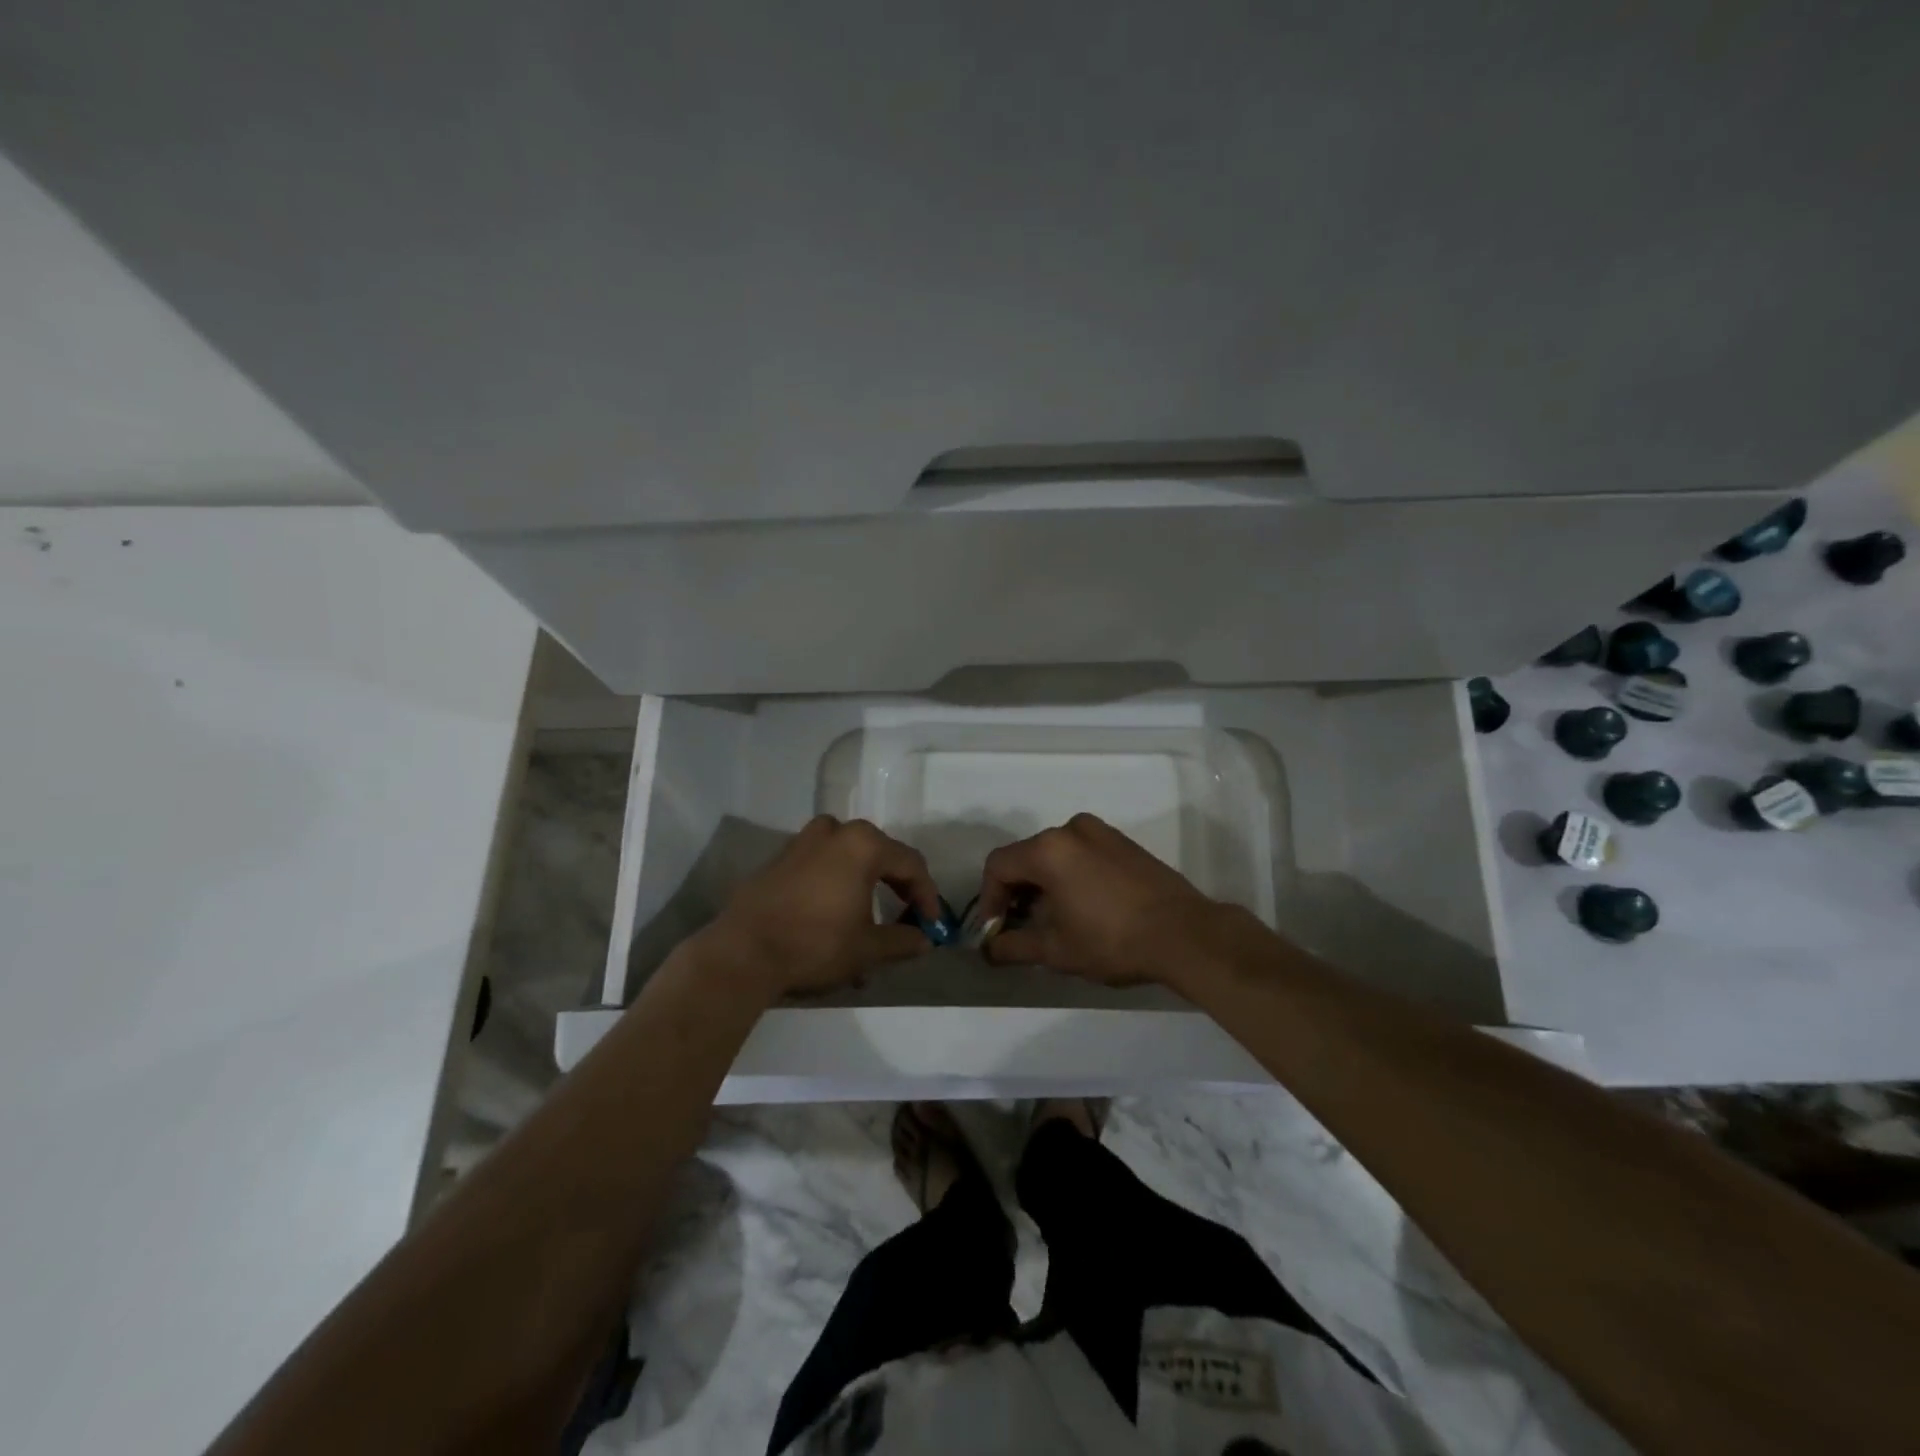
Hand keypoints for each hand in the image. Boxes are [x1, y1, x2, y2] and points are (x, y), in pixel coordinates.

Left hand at [691, 815, 940, 999]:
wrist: (743, 952)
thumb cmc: (815, 944)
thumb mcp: (867, 948)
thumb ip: (902, 940)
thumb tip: (924, 941)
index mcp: (864, 844)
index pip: (911, 864)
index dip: (927, 895)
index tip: (932, 925)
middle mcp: (836, 831)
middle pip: (880, 856)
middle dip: (896, 890)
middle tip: (906, 918)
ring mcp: (803, 841)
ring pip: (849, 859)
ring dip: (865, 887)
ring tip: (868, 924)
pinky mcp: (780, 858)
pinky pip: (821, 865)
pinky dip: (836, 886)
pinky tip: (834, 919)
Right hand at [976, 813, 1225, 984]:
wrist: (1185, 934)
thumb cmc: (1112, 940)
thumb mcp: (1056, 950)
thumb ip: (1014, 946)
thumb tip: (989, 950)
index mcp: (1048, 849)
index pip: (999, 866)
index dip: (989, 899)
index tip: (996, 930)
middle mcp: (1071, 829)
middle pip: (1026, 856)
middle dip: (1017, 892)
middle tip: (1021, 928)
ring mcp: (1101, 832)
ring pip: (1055, 854)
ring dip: (1044, 884)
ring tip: (1053, 921)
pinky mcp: (1123, 842)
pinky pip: (1082, 853)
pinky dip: (1070, 874)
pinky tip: (1083, 907)